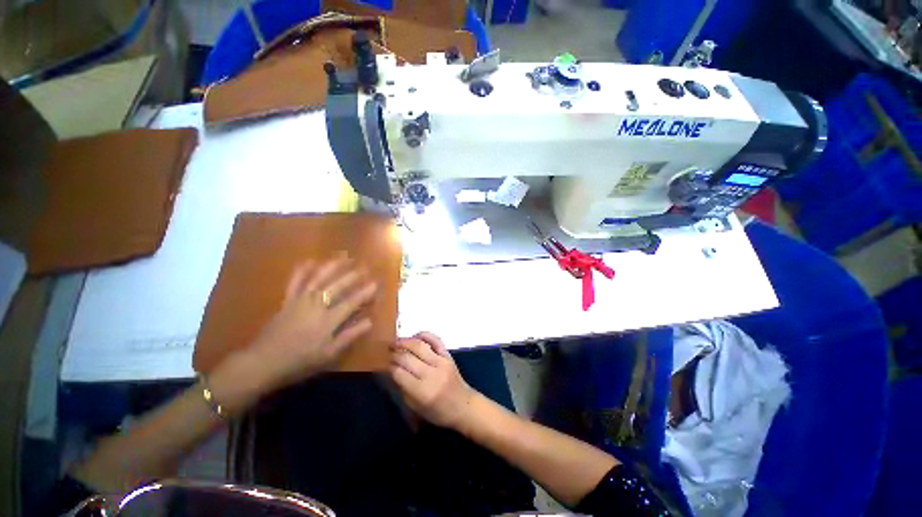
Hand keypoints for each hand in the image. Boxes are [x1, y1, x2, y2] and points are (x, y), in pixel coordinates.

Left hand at [246, 255, 376, 390]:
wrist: (263, 362)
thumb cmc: (300, 361)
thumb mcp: (329, 354)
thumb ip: (349, 336)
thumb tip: (370, 322)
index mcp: (328, 320)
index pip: (351, 302)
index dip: (365, 292)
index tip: (376, 283)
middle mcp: (316, 305)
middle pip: (337, 286)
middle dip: (352, 275)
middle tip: (364, 267)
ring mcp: (300, 300)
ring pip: (319, 279)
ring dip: (332, 267)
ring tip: (344, 257)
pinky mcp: (287, 300)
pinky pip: (295, 282)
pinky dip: (302, 270)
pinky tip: (309, 261)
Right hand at [389, 332, 477, 429]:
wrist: (463, 405)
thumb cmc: (438, 411)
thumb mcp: (416, 408)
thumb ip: (403, 389)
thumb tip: (391, 371)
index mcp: (422, 391)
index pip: (399, 373)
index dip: (390, 367)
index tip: (386, 364)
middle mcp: (431, 374)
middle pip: (407, 358)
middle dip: (394, 354)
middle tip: (388, 352)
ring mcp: (441, 362)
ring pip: (419, 346)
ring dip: (405, 341)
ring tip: (395, 342)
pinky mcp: (448, 355)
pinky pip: (435, 340)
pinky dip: (424, 335)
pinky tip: (415, 336)